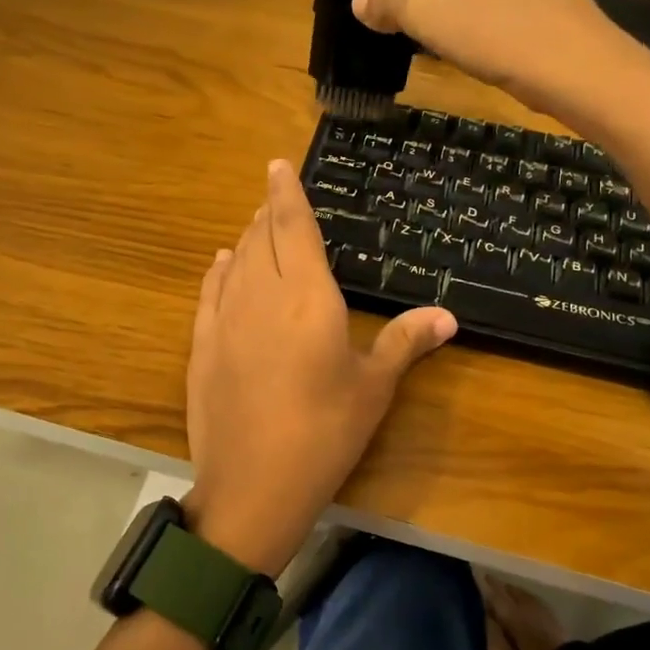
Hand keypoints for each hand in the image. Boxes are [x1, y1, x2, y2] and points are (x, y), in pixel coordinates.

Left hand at [183, 161, 456, 575]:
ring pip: (236, 261)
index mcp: (308, 296)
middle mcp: (262, 295)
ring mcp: (226, 319)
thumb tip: (447, 315)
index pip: (293, 227)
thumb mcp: (372, 388)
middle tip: (275, 200)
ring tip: (256, 226)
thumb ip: (405, 342)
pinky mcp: (202, 345)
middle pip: (261, 238)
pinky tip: (223, 263)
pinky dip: (219, 270)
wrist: (253, 484)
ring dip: (246, 238)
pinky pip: (210, 291)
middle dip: (268, 213)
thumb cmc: (325, 433)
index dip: (286, 193)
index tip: (276, 165)